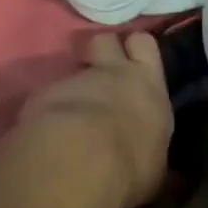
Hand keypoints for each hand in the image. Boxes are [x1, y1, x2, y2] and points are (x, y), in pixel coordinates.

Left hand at [19, 32, 171, 207]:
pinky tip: (48, 131)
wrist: (78, 161)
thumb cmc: (130, 166)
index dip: (136, 50)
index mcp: (148, 85)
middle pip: (105, 39)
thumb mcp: (156, 168)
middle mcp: (112, 73)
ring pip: (74, 68)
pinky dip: (49, 108)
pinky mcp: (42, 93)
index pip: (145, 44)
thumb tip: (165, 168)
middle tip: (101, 73)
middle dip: (102, 51)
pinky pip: (48, 94)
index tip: (133, 63)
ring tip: (73, 112)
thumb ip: (153, 152)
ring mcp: (74, 79)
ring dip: (74, 85)